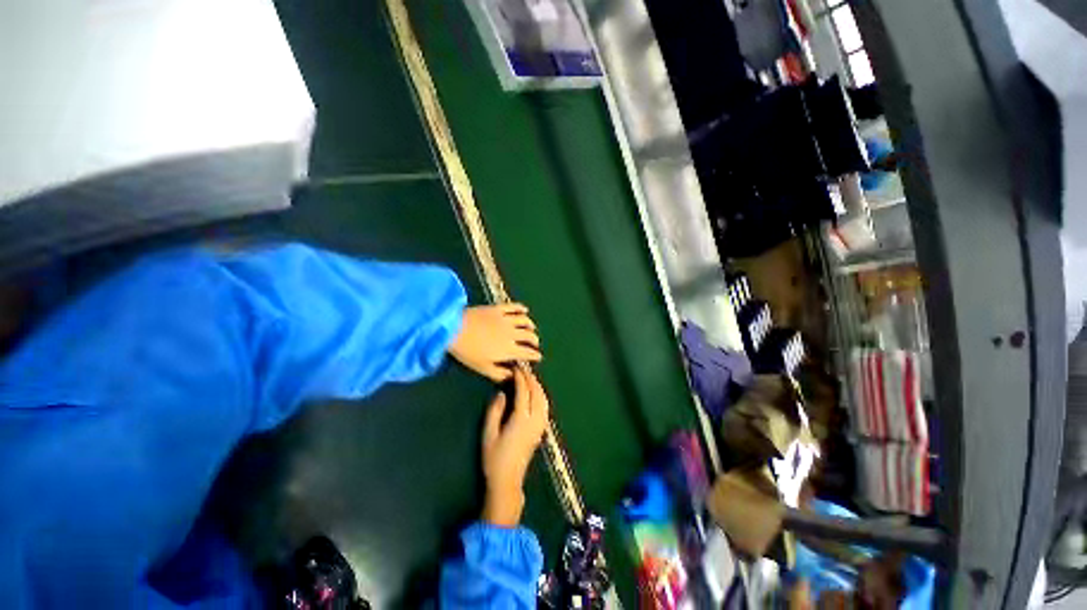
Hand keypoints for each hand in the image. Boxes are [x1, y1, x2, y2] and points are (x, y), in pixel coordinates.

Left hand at [449, 303, 540, 381]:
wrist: (453, 328)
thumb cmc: (467, 352)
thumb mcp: (483, 368)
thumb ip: (499, 374)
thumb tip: (512, 376)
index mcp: (509, 350)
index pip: (528, 353)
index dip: (535, 355)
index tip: (538, 357)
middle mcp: (512, 334)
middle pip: (529, 336)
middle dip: (535, 341)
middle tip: (534, 343)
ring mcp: (506, 319)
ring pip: (525, 321)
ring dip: (531, 325)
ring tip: (531, 328)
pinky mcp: (498, 308)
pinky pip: (514, 307)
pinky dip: (521, 308)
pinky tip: (525, 310)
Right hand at [481, 368, 549, 526]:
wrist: (507, 481)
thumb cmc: (494, 458)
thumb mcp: (489, 434)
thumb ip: (495, 411)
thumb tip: (503, 393)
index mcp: (521, 420)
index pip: (524, 392)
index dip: (520, 378)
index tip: (515, 368)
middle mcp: (534, 420)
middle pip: (537, 393)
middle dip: (531, 379)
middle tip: (523, 369)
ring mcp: (540, 426)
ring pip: (544, 399)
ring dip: (538, 386)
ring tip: (529, 377)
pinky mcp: (541, 430)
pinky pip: (545, 406)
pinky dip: (541, 395)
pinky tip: (535, 393)